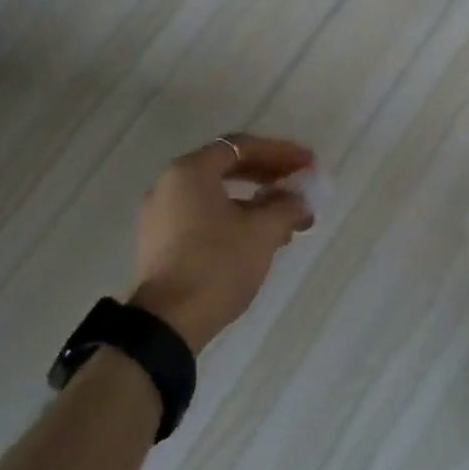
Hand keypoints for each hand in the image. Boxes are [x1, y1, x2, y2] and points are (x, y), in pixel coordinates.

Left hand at [131, 134, 315, 351]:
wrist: (167, 323)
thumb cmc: (216, 265)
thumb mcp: (261, 233)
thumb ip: (285, 206)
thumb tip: (299, 200)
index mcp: (190, 172)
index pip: (241, 146)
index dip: (279, 152)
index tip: (308, 162)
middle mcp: (169, 184)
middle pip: (226, 167)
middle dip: (267, 173)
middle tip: (298, 182)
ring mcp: (160, 215)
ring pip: (215, 195)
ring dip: (253, 199)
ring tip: (286, 215)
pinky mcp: (160, 243)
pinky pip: (202, 216)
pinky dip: (233, 217)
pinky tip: (258, 237)